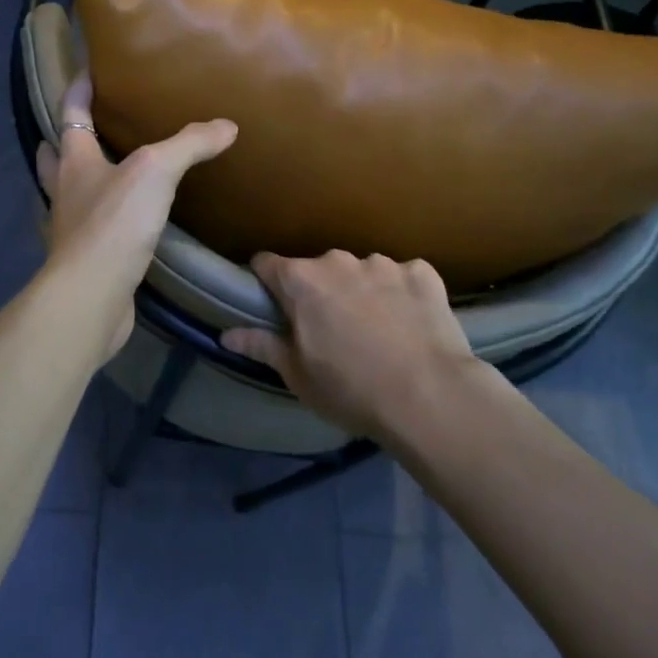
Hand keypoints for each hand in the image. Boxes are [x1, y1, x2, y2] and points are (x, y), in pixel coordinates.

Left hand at [37, 75, 236, 357]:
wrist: (92, 296)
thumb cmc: (114, 223)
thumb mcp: (156, 171)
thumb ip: (188, 144)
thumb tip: (226, 125)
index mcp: (74, 161)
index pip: (71, 114)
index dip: (79, 89)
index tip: (88, 70)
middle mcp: (66, 190)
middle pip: (57, 154)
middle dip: (68, 136)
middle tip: (92, 122)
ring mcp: (72, 226)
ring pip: (73, 191)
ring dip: (85, 176)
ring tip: (114, 166)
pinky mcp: (88, 257)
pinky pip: (95, 225)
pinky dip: (107, 215)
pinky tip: (132, 218)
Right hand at [221, 252, 483, 439]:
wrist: (432, 398)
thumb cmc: (351, 389)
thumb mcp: (298, 375)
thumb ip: (262, 346)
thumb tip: (226, 335)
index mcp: (301, 280)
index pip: (266, 263)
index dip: (266, 282)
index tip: (274, 305)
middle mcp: (338, 260)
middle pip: (317, 269)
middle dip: (320, 291)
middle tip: (332, 329)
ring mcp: (383, 263)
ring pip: (361, 271)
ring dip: (362, 291)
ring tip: (378, 330)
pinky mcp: (423, 273)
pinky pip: (404, 277)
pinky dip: (402, 294)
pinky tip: (412, 324)